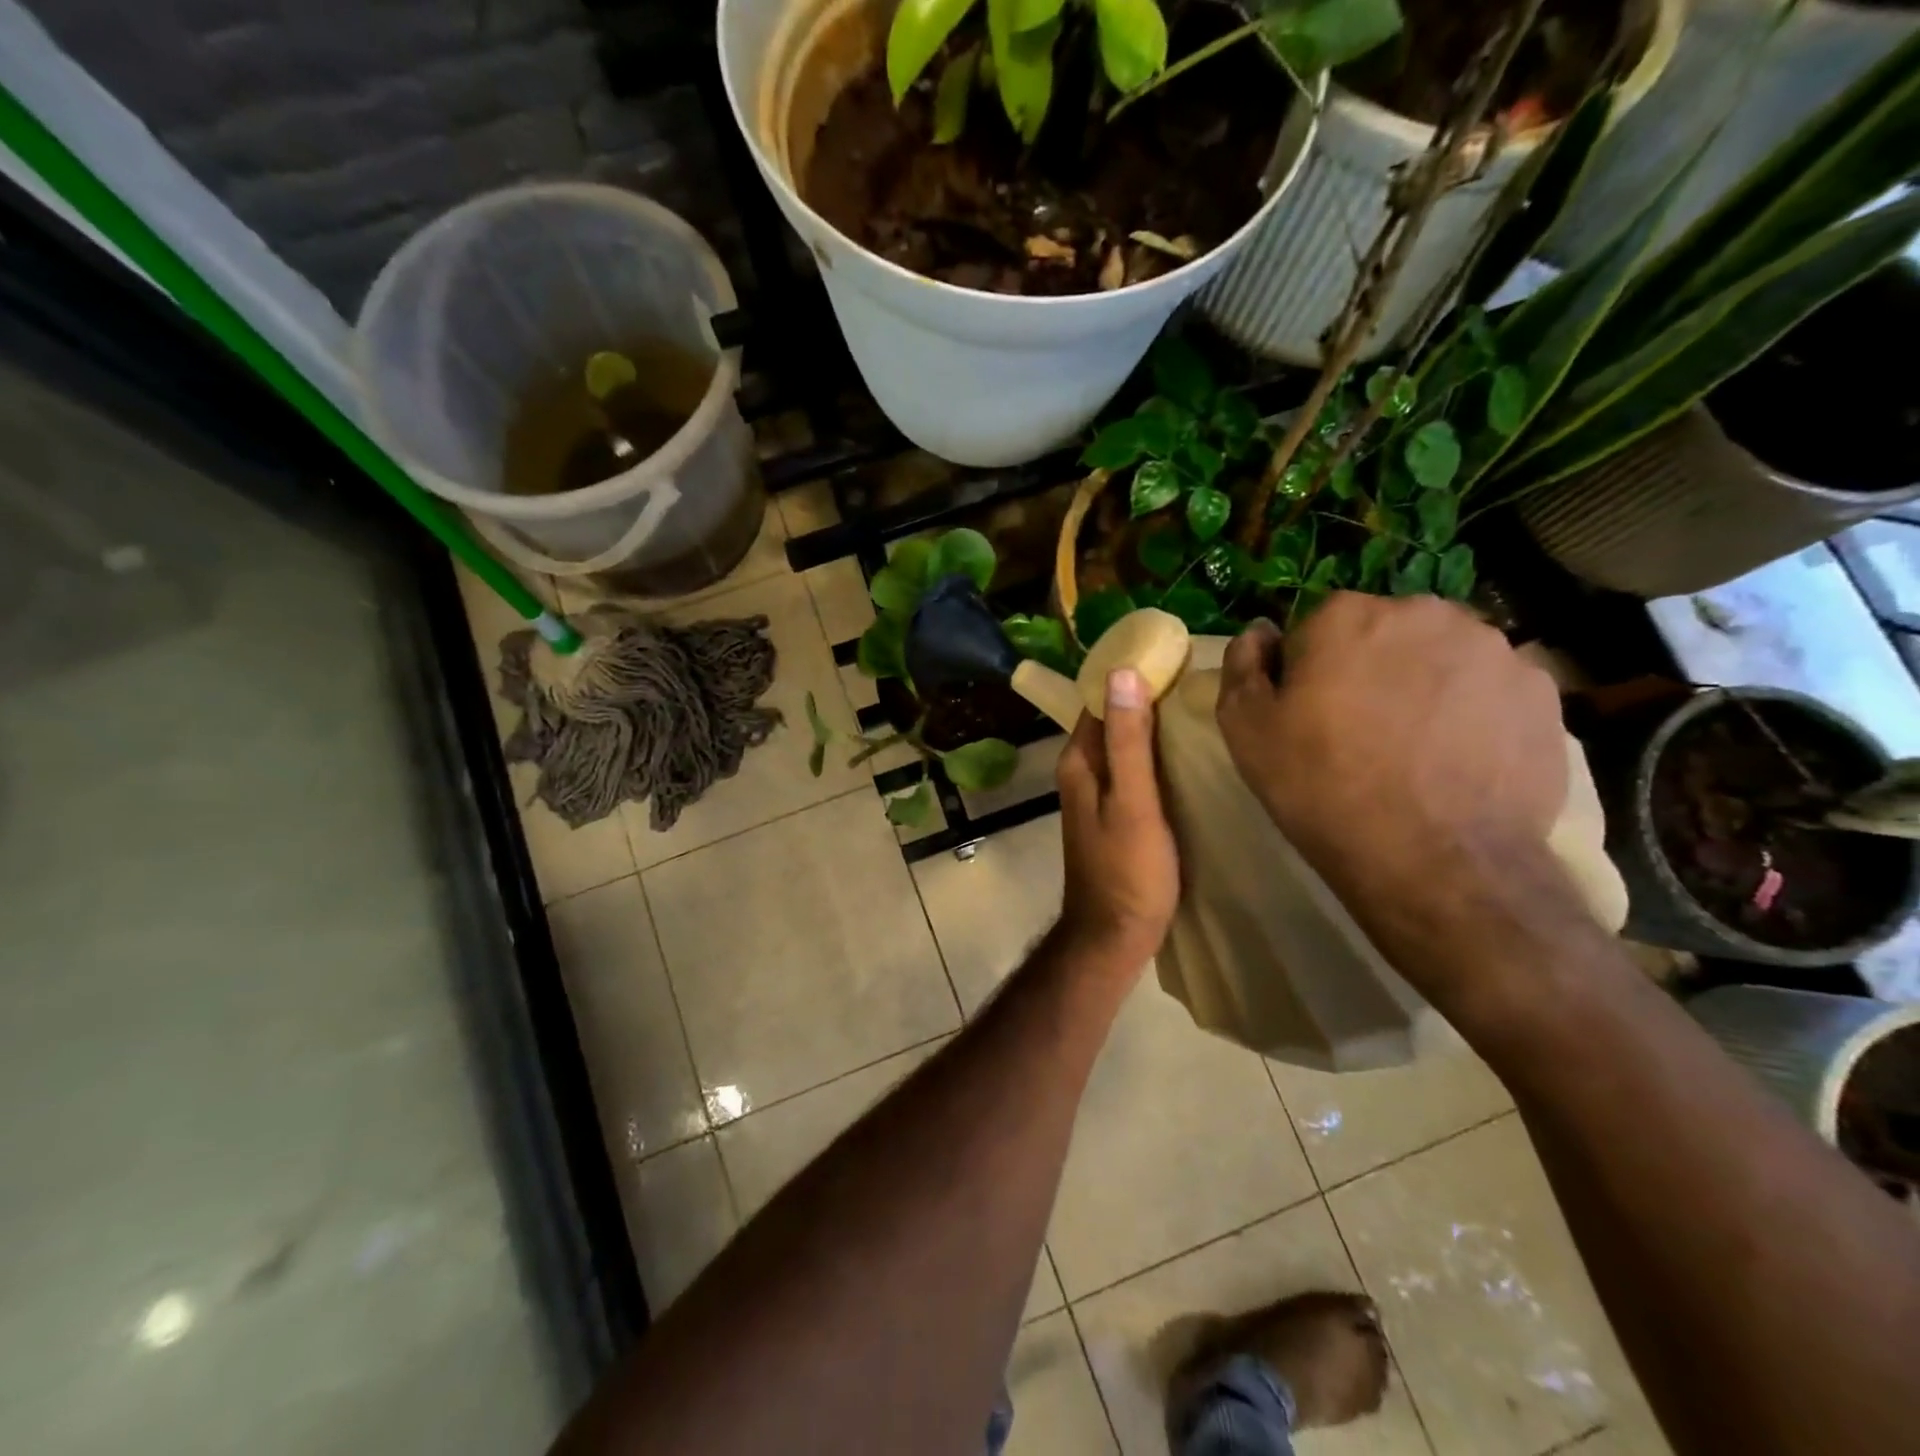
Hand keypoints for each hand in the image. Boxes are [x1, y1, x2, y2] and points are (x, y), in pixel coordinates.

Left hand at [1055, 668, 1179, 969]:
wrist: (1115, 935)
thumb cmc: (1127, 870)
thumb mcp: (1133, 801)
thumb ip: (1127, 740)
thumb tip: (1122, 674)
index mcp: (1078, 761)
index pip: (1099, 699)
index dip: (1131, 676)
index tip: (1173, 655)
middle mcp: (1081, 771)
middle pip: (1112, 720)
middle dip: (1146, 697)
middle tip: (1197, 677)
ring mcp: (1097, 794)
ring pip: (1124, 745)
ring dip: (1152, 726)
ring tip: (1200, 706)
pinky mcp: (1116, 813)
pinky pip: (1134, 770)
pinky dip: (1155, 756)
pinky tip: (1187, 753)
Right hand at [1215, 596, 1578, 1000]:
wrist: (1435, 861)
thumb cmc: (1322, 788)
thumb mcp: (1246, 730)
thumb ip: (1242, 666)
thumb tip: (1259, 632)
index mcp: (1346, 616)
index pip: (1315, 628)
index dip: (1307, 672)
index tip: (1308, 715)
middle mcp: (1424, 613)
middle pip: (1383, 634)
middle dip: (1369, 669)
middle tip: (1360, 732)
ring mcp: (1494, 649)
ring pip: (1441, 658)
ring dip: (1423, 686)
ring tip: (1415, 750)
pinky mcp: (1541, 692)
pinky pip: (1490, 690)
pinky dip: (1473, 713)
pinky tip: (1459, 760)